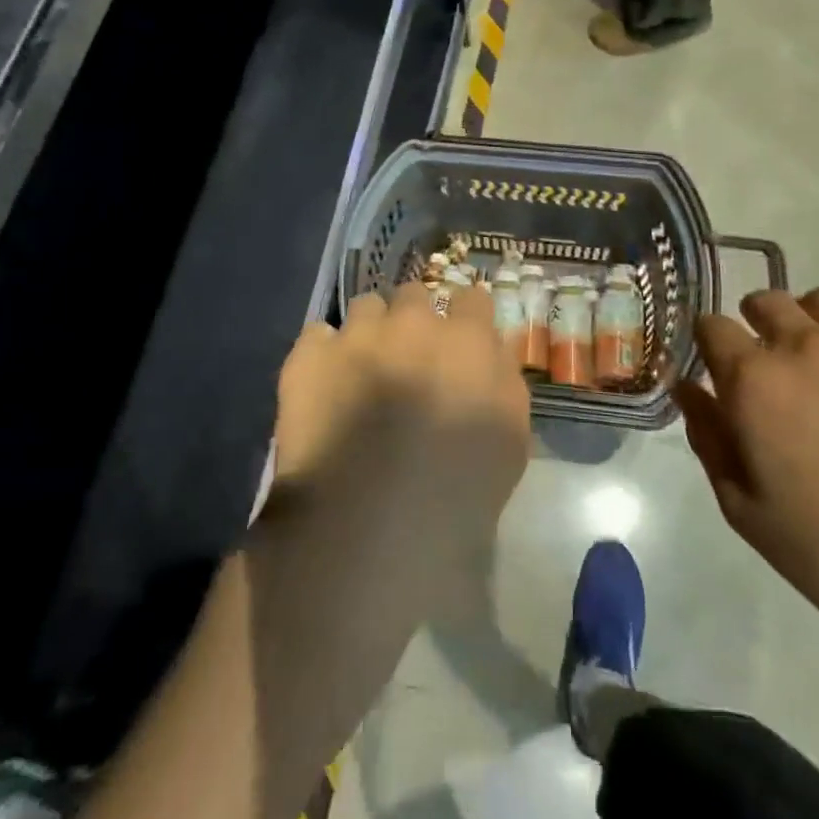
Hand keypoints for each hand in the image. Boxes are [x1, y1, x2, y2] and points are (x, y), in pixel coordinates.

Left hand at [270, 285, 530, 599]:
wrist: (370, 524)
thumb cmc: (457, 492)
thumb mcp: (510, 439)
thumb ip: (503, 380)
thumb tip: (489, 349)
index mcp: (466, 341)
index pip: (472, 297)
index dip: (466, 315)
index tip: (462, 335)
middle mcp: (411, 324)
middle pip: (414, 294)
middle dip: (414, 317)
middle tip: (410, 356)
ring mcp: (356, 336)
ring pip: (365, 306)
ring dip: (370, 329)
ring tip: (364, 367)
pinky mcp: (308, 357)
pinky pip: (318, 334)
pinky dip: (324, 353)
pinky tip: (325, 384)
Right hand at [674, 284, 818, 659]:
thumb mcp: (749, 514)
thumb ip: (709, 440)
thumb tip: (688, 387)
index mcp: (755, 383)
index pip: (711, 327)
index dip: (710, 346)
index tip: (721, 370)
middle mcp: (806, 345)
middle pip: (764, 301)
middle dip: (757, 328)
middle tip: (775, 370)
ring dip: (812, 318)